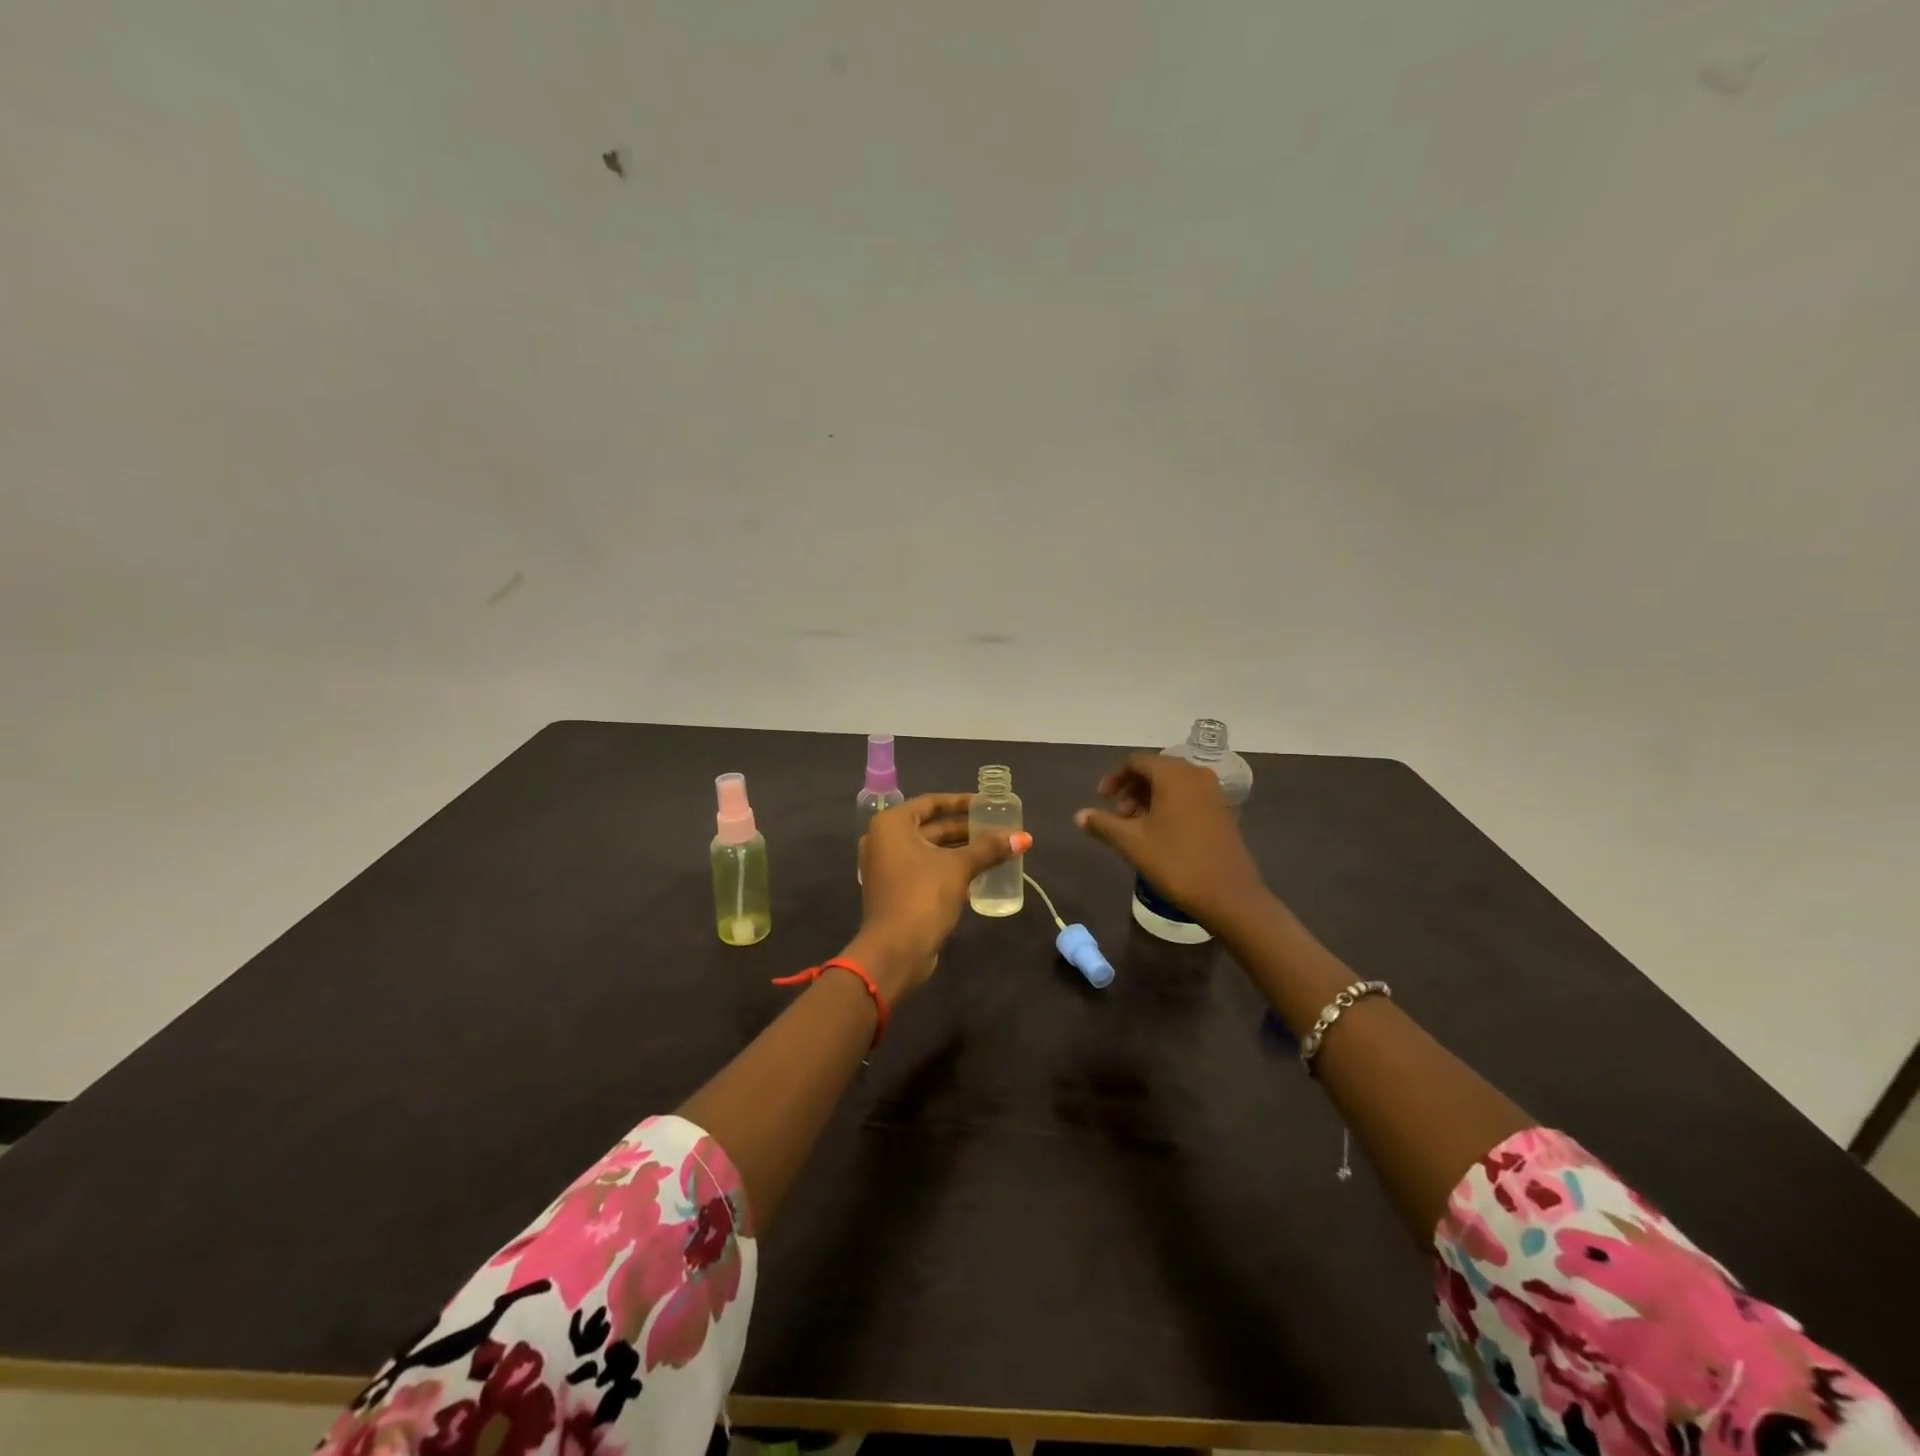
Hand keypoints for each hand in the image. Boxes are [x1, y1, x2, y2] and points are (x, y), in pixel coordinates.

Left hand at [848, 793, 1030, 999]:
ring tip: (994, 851)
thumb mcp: (958, 867)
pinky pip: (926, 870)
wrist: (895, 950)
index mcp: (892, 825)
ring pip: (930, 851)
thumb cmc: (922, 896)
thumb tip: (1024, 837)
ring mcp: (888, 868)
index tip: (986, 805)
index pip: (930, 803)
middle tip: (997, 830)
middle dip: (965, 830)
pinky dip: (949, 869)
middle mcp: (884, 841)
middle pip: (931, 827)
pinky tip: (979, 875)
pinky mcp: (896, 891)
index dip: (960, 802)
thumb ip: (989, 849)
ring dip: (960, 851)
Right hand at [1075, 752, 1268, 932]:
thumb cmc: (1175, 862)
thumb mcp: (1132, 843)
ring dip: (1150, 798)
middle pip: (1156, 770)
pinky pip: (1189, 796)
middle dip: (1132, 789)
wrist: (1228, 895)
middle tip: (1119, 816)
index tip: (1101, 799)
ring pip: (1173, 784)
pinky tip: (1161, 833)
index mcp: (1173, 775)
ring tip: (1137, 827)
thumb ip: (1103, 824)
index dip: (1114, 778)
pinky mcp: (1222, 811)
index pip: (1136, 762)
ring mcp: (1213, 792)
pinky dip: (1170, 805)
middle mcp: (1195, 775)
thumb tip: (1079, 815)